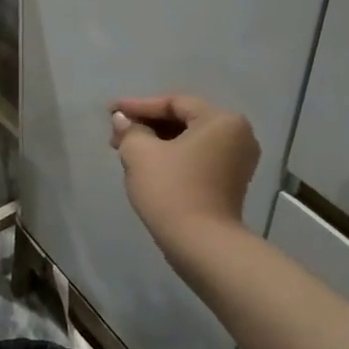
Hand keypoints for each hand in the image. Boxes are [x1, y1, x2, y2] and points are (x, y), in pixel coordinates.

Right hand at [110, 95, 259, 265]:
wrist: (201, 245)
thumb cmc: (172, 190)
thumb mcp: (140, 153)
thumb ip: (130, 130)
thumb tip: (122, 120)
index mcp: (221, 120)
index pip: (174, 103)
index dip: (138, 106)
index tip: (110, 111)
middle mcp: (237, 135)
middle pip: (183, 120)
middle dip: (147, 125)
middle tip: (116, 133)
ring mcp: (237, 161)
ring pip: (189, 141)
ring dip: (156, 142)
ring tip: (125, 149)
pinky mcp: (230, 183)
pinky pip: (197, 158)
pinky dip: (172, 156)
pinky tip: (146, 164)